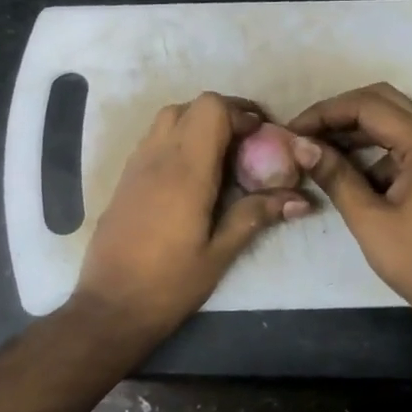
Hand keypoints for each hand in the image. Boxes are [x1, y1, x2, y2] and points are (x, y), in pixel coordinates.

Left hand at [72, 92, 310, 347]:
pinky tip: (191, 173)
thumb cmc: (170, 283)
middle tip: (246, 143)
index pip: (212, 109)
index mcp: (186, 170)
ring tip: (221, 155)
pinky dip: (177, 138)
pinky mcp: (124, 178)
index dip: (241, 114)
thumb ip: (256, 215)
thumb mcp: (220, 253)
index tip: (262, 138)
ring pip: (169, 117)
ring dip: (198, 123)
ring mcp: (136, 164)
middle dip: (223, 114)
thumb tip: (301, 199)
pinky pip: (153, 138)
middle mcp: (158, 156)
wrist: (110, 305)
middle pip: (191, 106)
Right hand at [288, 83, 411, 333]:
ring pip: (394, 122)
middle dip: (340, 114)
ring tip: (318, 151)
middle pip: (383, 102)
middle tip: (305, 134)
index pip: (368, 105)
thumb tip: (300, 145)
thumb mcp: (369, 220)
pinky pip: (403, 145)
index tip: (293, 131)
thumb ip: (336, 176)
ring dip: (355, 130)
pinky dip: (373, 150)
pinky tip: (347, 172)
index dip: (326, 112)